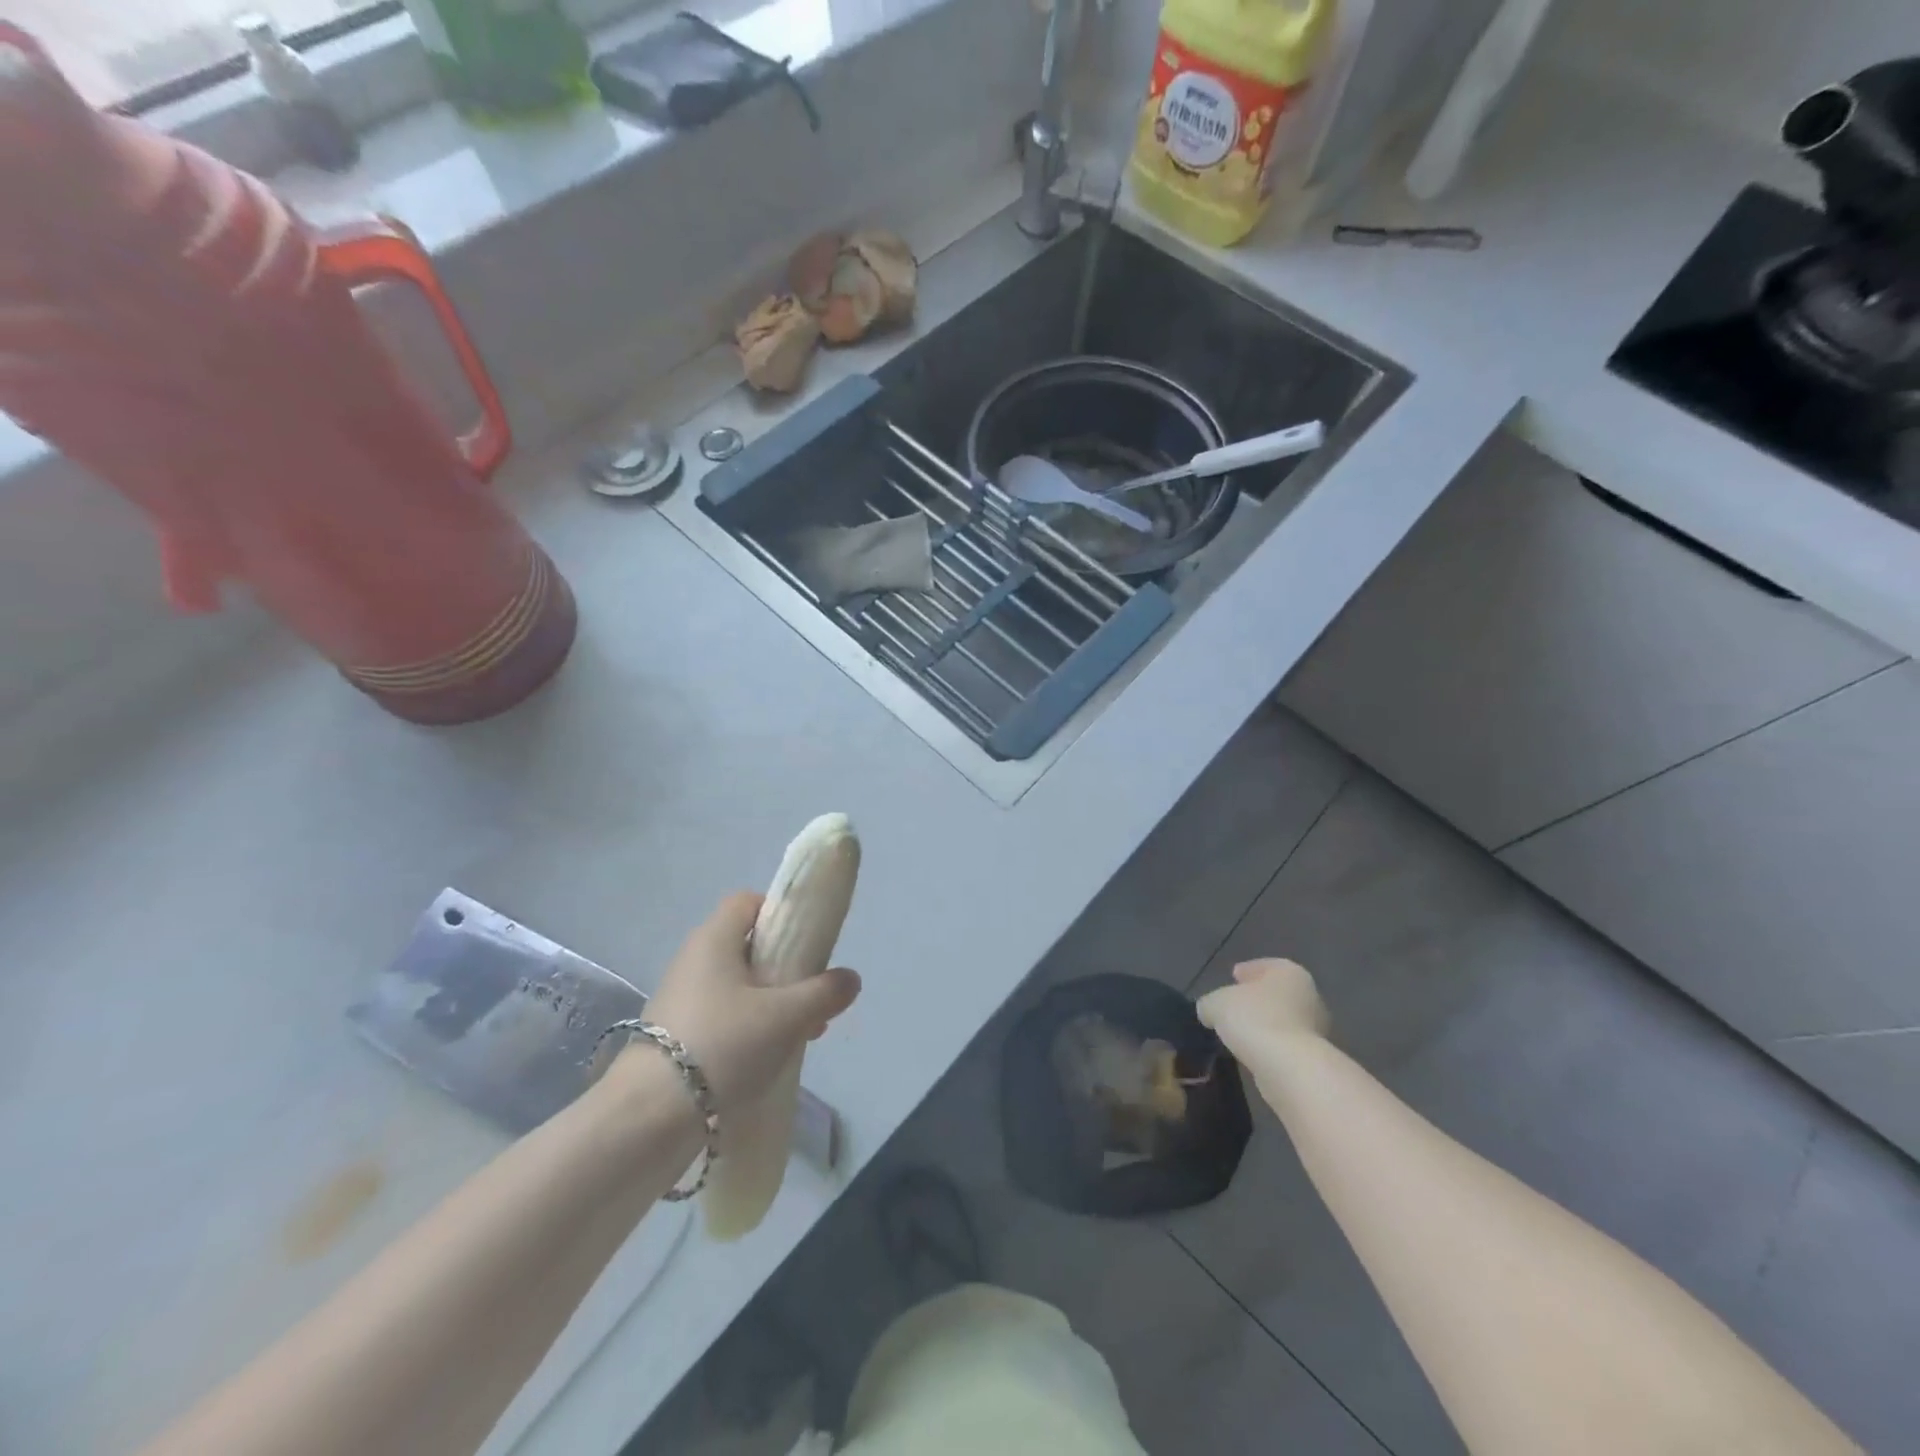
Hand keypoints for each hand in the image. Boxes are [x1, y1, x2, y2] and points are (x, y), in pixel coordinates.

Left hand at [627, 892, 860, 1112]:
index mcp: (714, 939)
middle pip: (747, 946)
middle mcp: (692, 960)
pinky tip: (769, 1058)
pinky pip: (722, 1017)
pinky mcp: (673, 1036)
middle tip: (812, 996)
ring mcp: (680, 999)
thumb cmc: (723, 1045)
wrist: (648, 1117)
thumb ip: (824, 992)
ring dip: (772, 1003)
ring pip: (738, 986)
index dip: (779, 912)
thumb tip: (850, 978)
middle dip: (786, 968)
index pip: (747, 901)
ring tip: (801, 1035)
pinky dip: (749, 1028)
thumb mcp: (787, 1016)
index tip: (807, 940)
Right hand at [1196, 958, 1330, 1062]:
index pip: (1266, 965)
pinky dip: (1270, 1048)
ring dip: (1263, 1026)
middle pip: (1276, 994)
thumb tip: (1210, 1012)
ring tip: (1238, 1034)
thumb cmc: (1255, 1020)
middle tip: (1233, 1007)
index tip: (1232, 977)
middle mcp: (1309, 997)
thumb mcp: (1216, 1003)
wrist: (1291, 1070)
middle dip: (1256, 1000)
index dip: (1247, 971)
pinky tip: (1251, 1054)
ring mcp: (1316, 1030)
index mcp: (1289, 973)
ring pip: (1282, 1022)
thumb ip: (1211, 1003)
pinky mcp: (1314, 1060)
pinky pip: (1285, 1047)